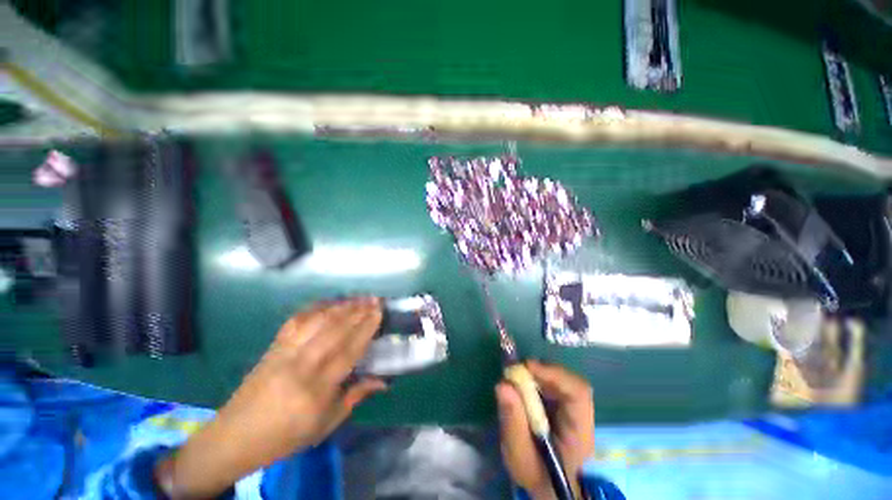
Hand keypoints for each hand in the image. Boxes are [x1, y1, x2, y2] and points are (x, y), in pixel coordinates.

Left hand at [156, 297, 385, 498]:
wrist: (235, 436)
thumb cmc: (286, 436)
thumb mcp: (326, 424)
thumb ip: (355, 396)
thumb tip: (383, 381)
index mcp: (315, 389)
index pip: (348, 351)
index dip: (366, 329)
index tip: (379, 313)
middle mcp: (300, 365)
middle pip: (334, 330)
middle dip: (358, 311)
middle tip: (375, 300)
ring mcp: (284, 352)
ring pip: (317, 321)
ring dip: (341, 306)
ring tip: (359, 298)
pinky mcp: (273, 346)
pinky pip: (297, 319)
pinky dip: (317, 307)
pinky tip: (330, 302)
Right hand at [496, 361, 593, 499]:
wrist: (547, 485)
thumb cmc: (535, 474)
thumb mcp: (519, 455)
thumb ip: (513, 422)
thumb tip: (503, 384)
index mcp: (579, 431)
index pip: (578, 392)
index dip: (554, 374)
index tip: (527, 367)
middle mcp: (580, 415)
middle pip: (568, 380)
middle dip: (540, 371)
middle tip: (514, 372)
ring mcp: (573, 407)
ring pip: (559, 378)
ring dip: (536, 374)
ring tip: (515, 379)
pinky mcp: (562, 403)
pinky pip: (551, 382)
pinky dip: (535, 379)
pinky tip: (521, 386)